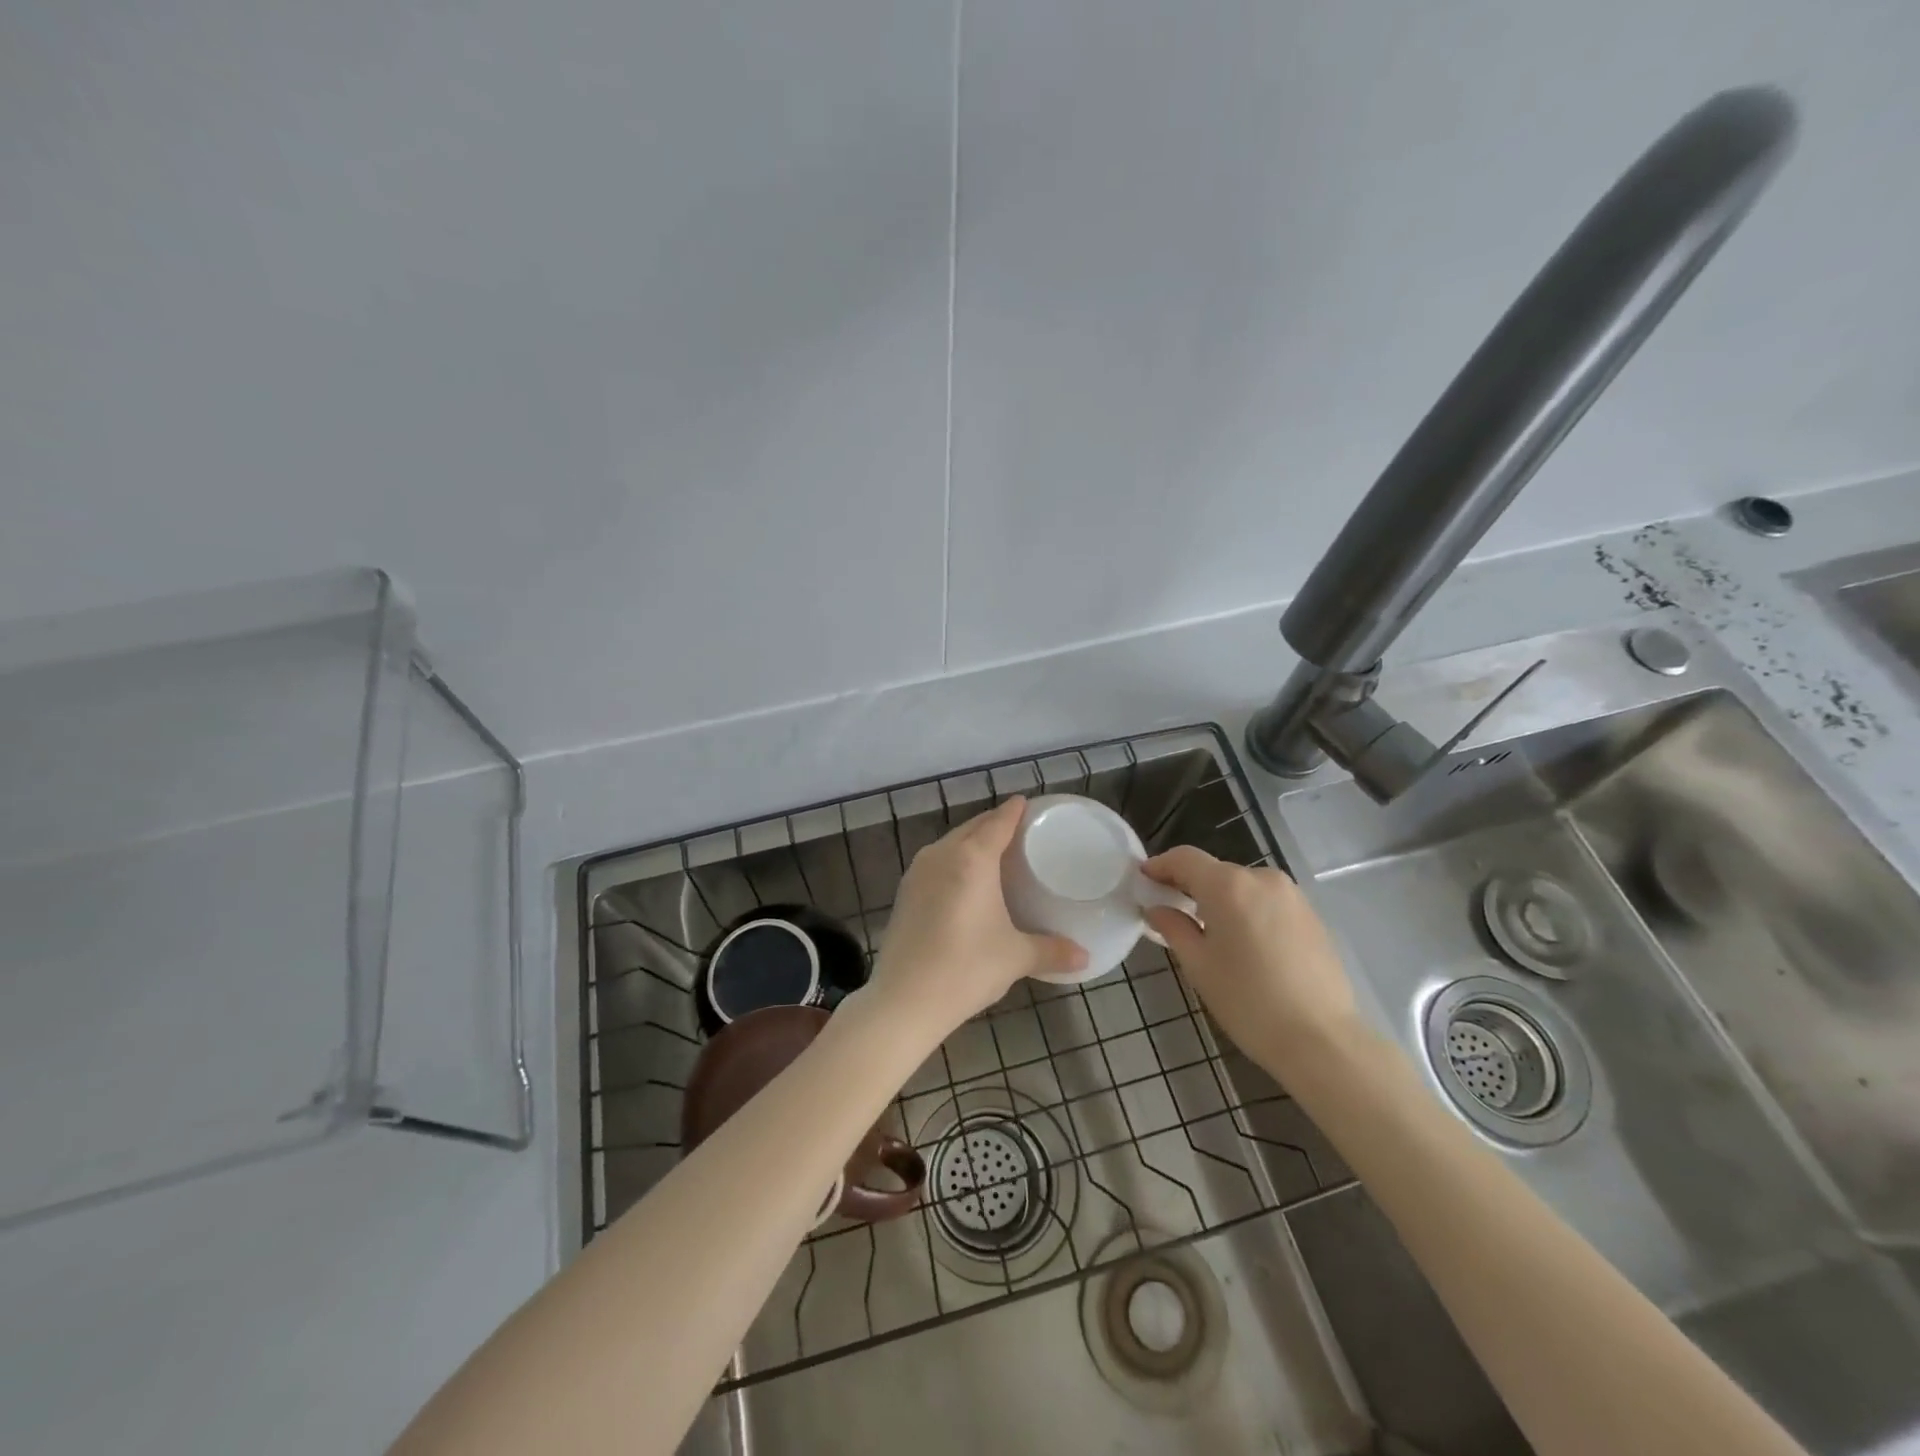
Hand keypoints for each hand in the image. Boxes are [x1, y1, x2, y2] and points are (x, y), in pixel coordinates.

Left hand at [864, 797, 1086, 1044]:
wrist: (904, 1000)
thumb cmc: (966, 968)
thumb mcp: (1015, 958)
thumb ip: (1052, 951)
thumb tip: (1085, 956)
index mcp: (972, 858)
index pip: (998, 822)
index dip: (1014, 811)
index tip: (1027, 803)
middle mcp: (942, 854)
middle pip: (972, 827)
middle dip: (994, 824)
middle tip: (1018, 830)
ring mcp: (917, 872)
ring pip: (950, 843)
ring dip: (971, 841)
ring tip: (993, 852)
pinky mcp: (905, 892)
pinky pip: (936, 862)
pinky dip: (953, 860)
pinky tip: (963, 880)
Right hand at [1141, 846, 1359, 1065]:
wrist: (1322, 1039)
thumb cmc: (1248, 1001)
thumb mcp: (1199, 965)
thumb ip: (1174, 928)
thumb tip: (1157, 909)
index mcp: (1229, 885)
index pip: (1185, 859)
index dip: (1161, 865)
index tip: (1143, 879)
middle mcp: (1262, 878)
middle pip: (1215, 871)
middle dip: (1190, 885)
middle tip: (1170, 908)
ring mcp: (1292, 895)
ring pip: (1243, 886)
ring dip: (1220, 898)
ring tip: (1207, 929)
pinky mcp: (1311, 915)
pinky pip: (1267, 901)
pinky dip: (1247, 910)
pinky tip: (1244, 942)